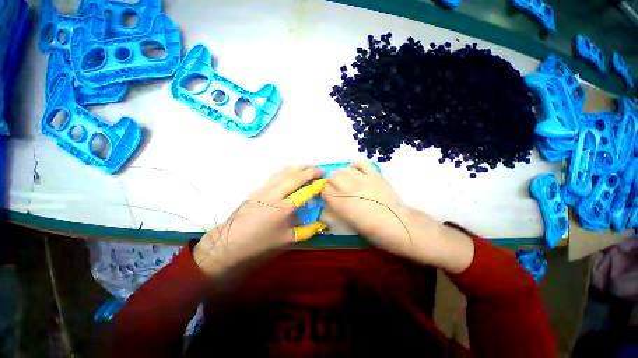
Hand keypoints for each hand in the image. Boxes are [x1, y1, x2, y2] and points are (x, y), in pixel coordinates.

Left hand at [193, 165, 323, 276]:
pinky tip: (290, 172)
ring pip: (284, 172)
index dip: (317, 184)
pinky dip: (286, 171)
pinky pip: (275, 175)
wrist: (229, 245)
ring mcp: (264, 189)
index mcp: (284, 208)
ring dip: (298, 167)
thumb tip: (321, 223)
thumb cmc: (260, 245)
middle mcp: (275, 194)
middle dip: (310, 170)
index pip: (306, 191)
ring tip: (308, 166)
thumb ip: (307, 230)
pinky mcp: (257, 189)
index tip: (325, 181)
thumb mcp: (287, 241)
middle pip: (295, 176)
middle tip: (320, 169)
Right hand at [322, 161, 473, 272]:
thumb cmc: (374, 231)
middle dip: (333, 182)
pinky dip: (357, 165)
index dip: (326, 192)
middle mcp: (350, 190)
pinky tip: (357, 171)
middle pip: (333, 176)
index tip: (330, 195)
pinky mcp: (375, 175)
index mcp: (342, 205)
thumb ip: (338, 209)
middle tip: (340, 188)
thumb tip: (332, 199)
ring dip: (344, 175)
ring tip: (349, 181)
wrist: (400, 226)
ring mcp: (363, 181)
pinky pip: (362, 163)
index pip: (325, 190)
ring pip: (344, 169)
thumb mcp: (350, 224)